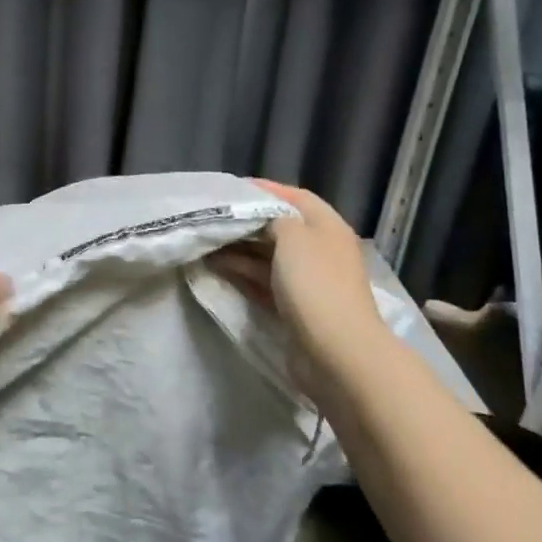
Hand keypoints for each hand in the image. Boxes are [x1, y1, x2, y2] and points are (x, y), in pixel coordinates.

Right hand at [210, 179, 383, 403]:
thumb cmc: (315, 284)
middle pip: (280, 228)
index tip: (232, 189)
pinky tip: (217, 268)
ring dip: (239, 250)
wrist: (336, 352)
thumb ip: (274, 218)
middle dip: (246, 223)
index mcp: (327, 227)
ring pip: (268, 257)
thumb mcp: (292, 237)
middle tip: (212, 218)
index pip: (295, 198)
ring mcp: (308, 281)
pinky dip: (243, 273)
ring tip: (205, 244)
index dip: (265, 190)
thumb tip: (263, 219)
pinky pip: (264, 282)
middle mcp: (320, 250)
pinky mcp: (295, 308)